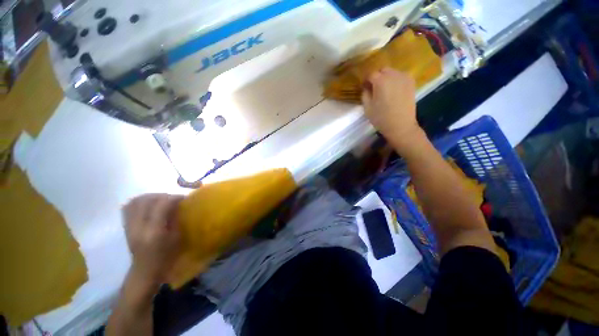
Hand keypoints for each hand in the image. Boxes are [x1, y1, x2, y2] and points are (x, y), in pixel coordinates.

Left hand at [123, 194, 182, 287]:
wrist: (145, 271)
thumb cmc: (166, 256)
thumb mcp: (176, 238)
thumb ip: (176, 219)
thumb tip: (178, 204)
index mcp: (154, 231)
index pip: (161, 205)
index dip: (174, 198)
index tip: (183, 198)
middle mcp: (138, 227)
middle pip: (147, 200)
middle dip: (163, 195)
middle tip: (173, 199)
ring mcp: (129, 226)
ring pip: (136, 201)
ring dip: (151, 197)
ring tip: (161, 200)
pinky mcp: (125, 226)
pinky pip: (129, 207)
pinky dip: (140, 201)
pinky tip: (149, 204)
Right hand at [361, 68, 423, 151]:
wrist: (401, 126)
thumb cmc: (381, 118)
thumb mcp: (367, 108)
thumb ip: (365, 94)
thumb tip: (366, 87)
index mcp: (381, 81)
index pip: (371, 74)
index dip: (366, 80)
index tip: (364, 87)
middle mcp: (393, 75)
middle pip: (383, 70)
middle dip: (377, 77)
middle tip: (374, 88)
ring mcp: (404, 78)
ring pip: (392, 72)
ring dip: (387, 78)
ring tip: (384, 89)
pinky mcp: (411, 82)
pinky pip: (401, 76)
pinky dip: (395, 80)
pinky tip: (394, 90)